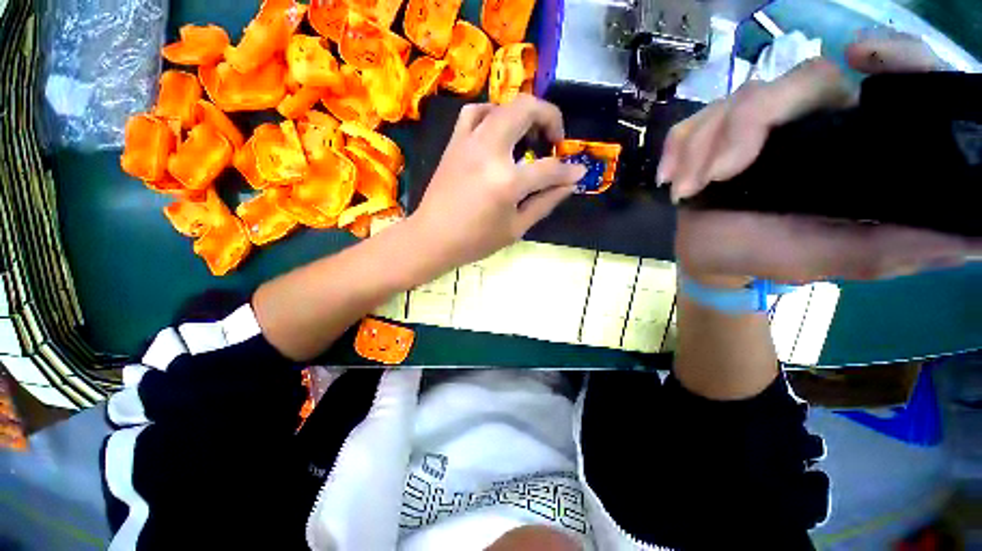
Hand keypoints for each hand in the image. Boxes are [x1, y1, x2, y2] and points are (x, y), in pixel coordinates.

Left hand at [407, 94, 585, 270]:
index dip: (568, 171)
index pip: (548, 168)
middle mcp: (489, 151)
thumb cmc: (475, 241)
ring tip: (528, 136)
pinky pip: (475, 112)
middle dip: (550, 117)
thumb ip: (545, 202)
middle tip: (553, 141)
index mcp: (506, 181)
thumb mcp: (516, 228)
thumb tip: (570, 183)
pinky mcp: (454, 143)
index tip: (578, 172)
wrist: (432, 238)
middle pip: (526, 109)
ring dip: (523, 114)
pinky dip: (493, 114)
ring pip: (502, 105)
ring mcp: (469, 142)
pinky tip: (498, 131)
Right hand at [661, 35, 979, 282]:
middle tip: (712, 178)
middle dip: (741, 128)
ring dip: (699, 148)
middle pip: (789, 84)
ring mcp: (759, 124)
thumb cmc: (769, 256)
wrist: (712, 257)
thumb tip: (976, 239)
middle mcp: (813, 121)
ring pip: (732, 103)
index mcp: (854, 144)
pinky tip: (670, 179)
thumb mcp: (835, 258)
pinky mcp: (716, 133)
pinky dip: (676, 148)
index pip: (886, 79)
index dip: (889, 55)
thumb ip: (896, 248)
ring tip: (686, 191)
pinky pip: (693, 123)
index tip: (860, 54)